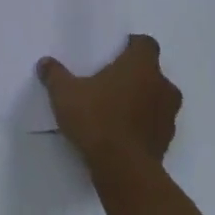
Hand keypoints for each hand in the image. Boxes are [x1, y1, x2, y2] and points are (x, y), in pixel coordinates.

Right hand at [38, 34, 180, 168]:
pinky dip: (142, 124)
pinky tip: (119, 132)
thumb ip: (55, 75)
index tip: (114, 53)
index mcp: (141, 66)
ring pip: (157, 99)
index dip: (132, 46)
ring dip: (141, 100)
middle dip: (135, 75)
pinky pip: (155, 124)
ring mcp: (168, 116)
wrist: (123, 170)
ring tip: (114, 109)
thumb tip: (45, 63)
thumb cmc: (97, 119)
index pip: (145, 44)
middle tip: (109, 81)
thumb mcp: (65, 93)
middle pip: (152, 72)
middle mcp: (162, 86)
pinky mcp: (166, 142)